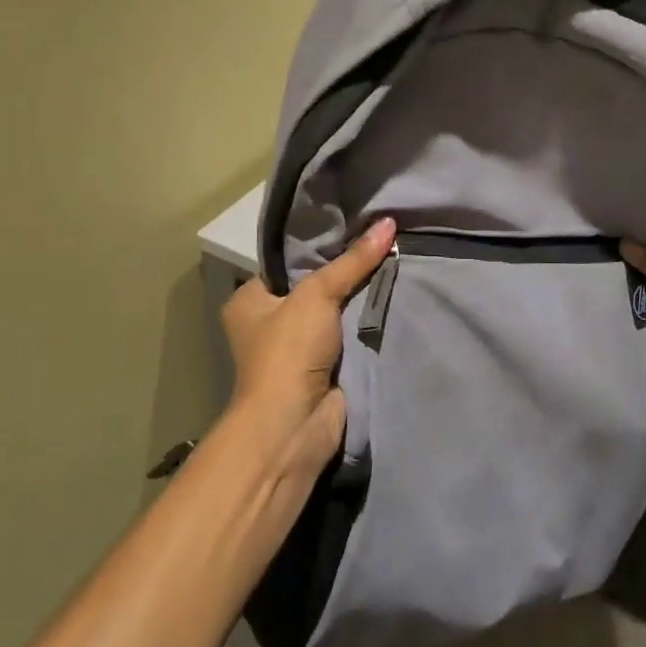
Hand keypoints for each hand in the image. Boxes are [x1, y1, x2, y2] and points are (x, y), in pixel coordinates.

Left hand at [218, 218, 395, 485]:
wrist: (296, 425)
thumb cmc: (289, 351)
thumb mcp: (318, 294)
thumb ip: (353, 260)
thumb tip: (389, 222)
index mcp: (250, 301)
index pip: (287, 263)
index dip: (319, 247)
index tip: (355, 227)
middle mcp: (268, 323)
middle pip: (314, 287)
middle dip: (346, 273)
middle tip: (382, 242)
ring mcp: (296, 349)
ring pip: (335, 313)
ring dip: (360, 299)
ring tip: (395, 262)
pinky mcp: (323, 369)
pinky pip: (350, 337)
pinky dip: (368, 325)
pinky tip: (394, 297)